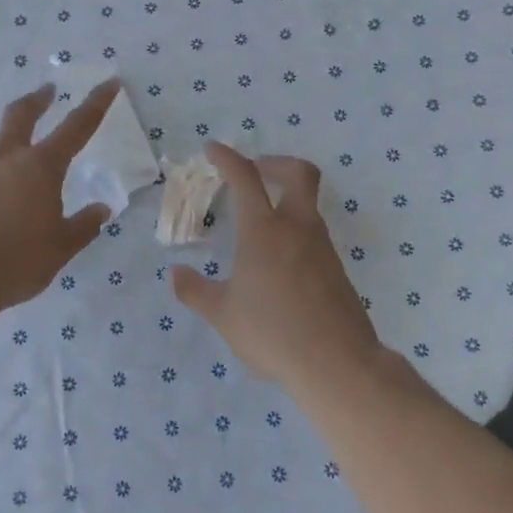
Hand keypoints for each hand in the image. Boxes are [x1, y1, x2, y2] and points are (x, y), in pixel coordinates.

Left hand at [0, 79, 118, 314]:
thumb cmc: (17, 261)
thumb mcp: (61, 246)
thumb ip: (84, 226)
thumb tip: (101, 209)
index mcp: (41, 167)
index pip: (76, 127)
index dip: (95, 103)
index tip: (108, 83)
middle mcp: (8, 160)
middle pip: (21, 114)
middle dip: (38, 100)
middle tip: (48, 91)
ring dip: (8, 129)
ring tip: (15, 136)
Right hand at [170, 143, 384, 391]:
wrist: (337, 362)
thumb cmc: (272, 333)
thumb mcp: (223, 315)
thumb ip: (196, 291)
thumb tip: (175, 274)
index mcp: (263, 231)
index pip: (245, 178)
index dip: (227, 158)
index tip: (213, 149)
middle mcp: (297, 228)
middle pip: (298, 173)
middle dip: (274, 163)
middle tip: (254, 174)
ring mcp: (322, 247)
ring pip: (308, 205)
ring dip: (285, 200)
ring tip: (258, 227)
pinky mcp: (336, 268)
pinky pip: (314, 235)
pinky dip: (295, 231)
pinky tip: (278, 264)